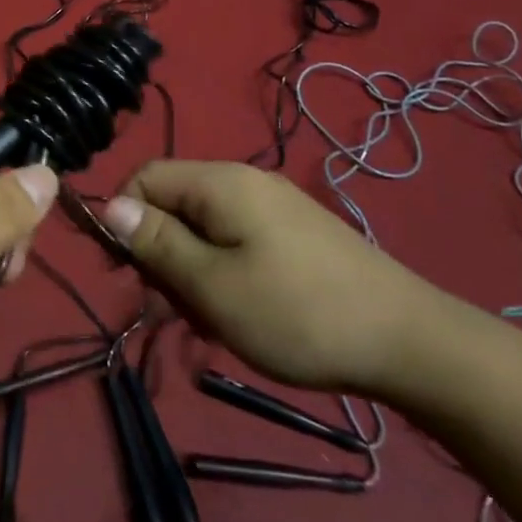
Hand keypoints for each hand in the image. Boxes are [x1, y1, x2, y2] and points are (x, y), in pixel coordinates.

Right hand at [102, 160, 447, 395]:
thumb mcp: (211, 285)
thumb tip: (109, 207)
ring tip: (208, 324)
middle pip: (174, 205)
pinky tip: (239, 318)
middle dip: (161, 255)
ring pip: (205, 230)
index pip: (146, 178)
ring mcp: (275, 208)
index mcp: (220, 183)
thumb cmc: (297, 314)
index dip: (123, 218)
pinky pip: (237, 244)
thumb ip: (156, 243)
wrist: (411, 344)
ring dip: (192, 273)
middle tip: (170, 310)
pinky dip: (224, 276)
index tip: (124, 273)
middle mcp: (245, 183)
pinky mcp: (296, 235)